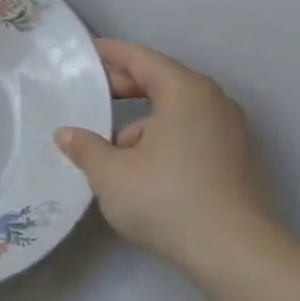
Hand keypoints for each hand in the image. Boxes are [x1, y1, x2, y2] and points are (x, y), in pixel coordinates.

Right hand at [55, 40, 278, 271]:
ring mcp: (229, 132)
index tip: (88, 50)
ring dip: (141, 121)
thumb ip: (85, 147)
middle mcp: (213, 103)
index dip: (113, 54)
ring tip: (108, 145)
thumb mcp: (111, 173)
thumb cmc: (166, 198)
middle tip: (91, 92)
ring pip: (175, 113)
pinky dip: (161, 139)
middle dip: (125, 87)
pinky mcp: (233, 160)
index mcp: (186, 92)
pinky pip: (188, 135)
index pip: (143, 60)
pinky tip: (138, 168)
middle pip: (163, 83)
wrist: (232, 250)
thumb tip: (67, 134)